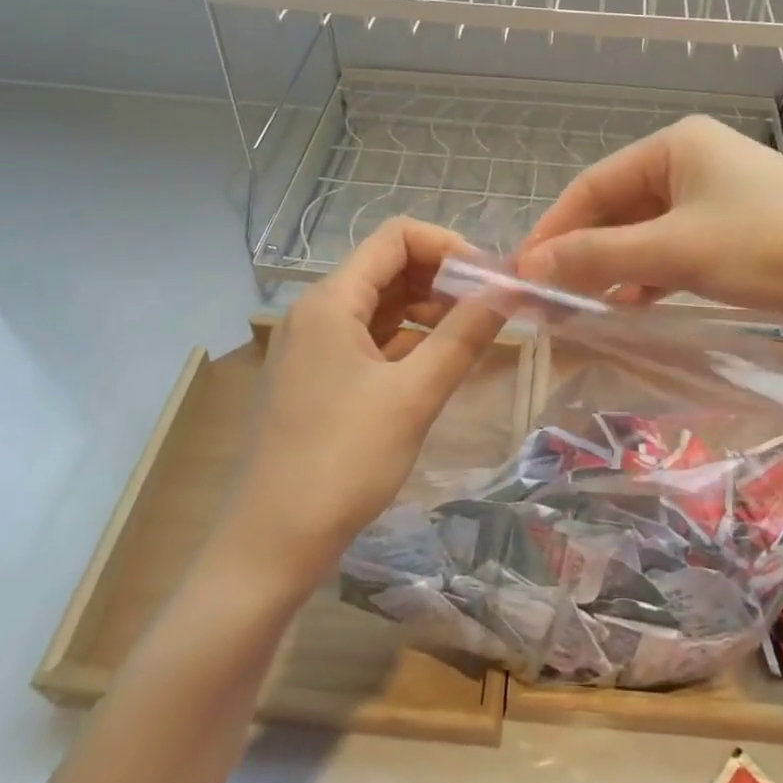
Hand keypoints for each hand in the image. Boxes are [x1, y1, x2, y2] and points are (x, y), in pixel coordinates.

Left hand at [220, 219, 504, 589]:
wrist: (272, 544)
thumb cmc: (343, 462)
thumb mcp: (414, 396)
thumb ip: (464, 336)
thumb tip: (510, 290)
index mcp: (331, 301)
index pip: (396, 237)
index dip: (448, 246)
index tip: (490, 280)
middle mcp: (318, 310)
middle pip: (389, 267)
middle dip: (443, 278)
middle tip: (491, 307)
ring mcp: (316, 345)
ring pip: (382, 303)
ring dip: (429, 309)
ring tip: (474, 333)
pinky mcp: (320, 376)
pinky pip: (371, 338)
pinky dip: (408, 339)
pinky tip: (440, 360)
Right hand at [515, 115, 782, 345]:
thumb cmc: (774, 248)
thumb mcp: (677, 252)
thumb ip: (598, 257)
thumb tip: (527, 269)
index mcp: (675, 144)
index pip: (592, 185)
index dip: (553, 230)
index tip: (520, 275)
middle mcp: (695, 160)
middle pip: (618, 207)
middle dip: (582, 251)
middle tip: (547, 298)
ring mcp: (721, 196)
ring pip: (647, 230)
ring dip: (614, 266)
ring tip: (582, 307)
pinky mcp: (742, 230)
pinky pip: (678, 248)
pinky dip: (651, 274)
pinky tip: (634, 304)